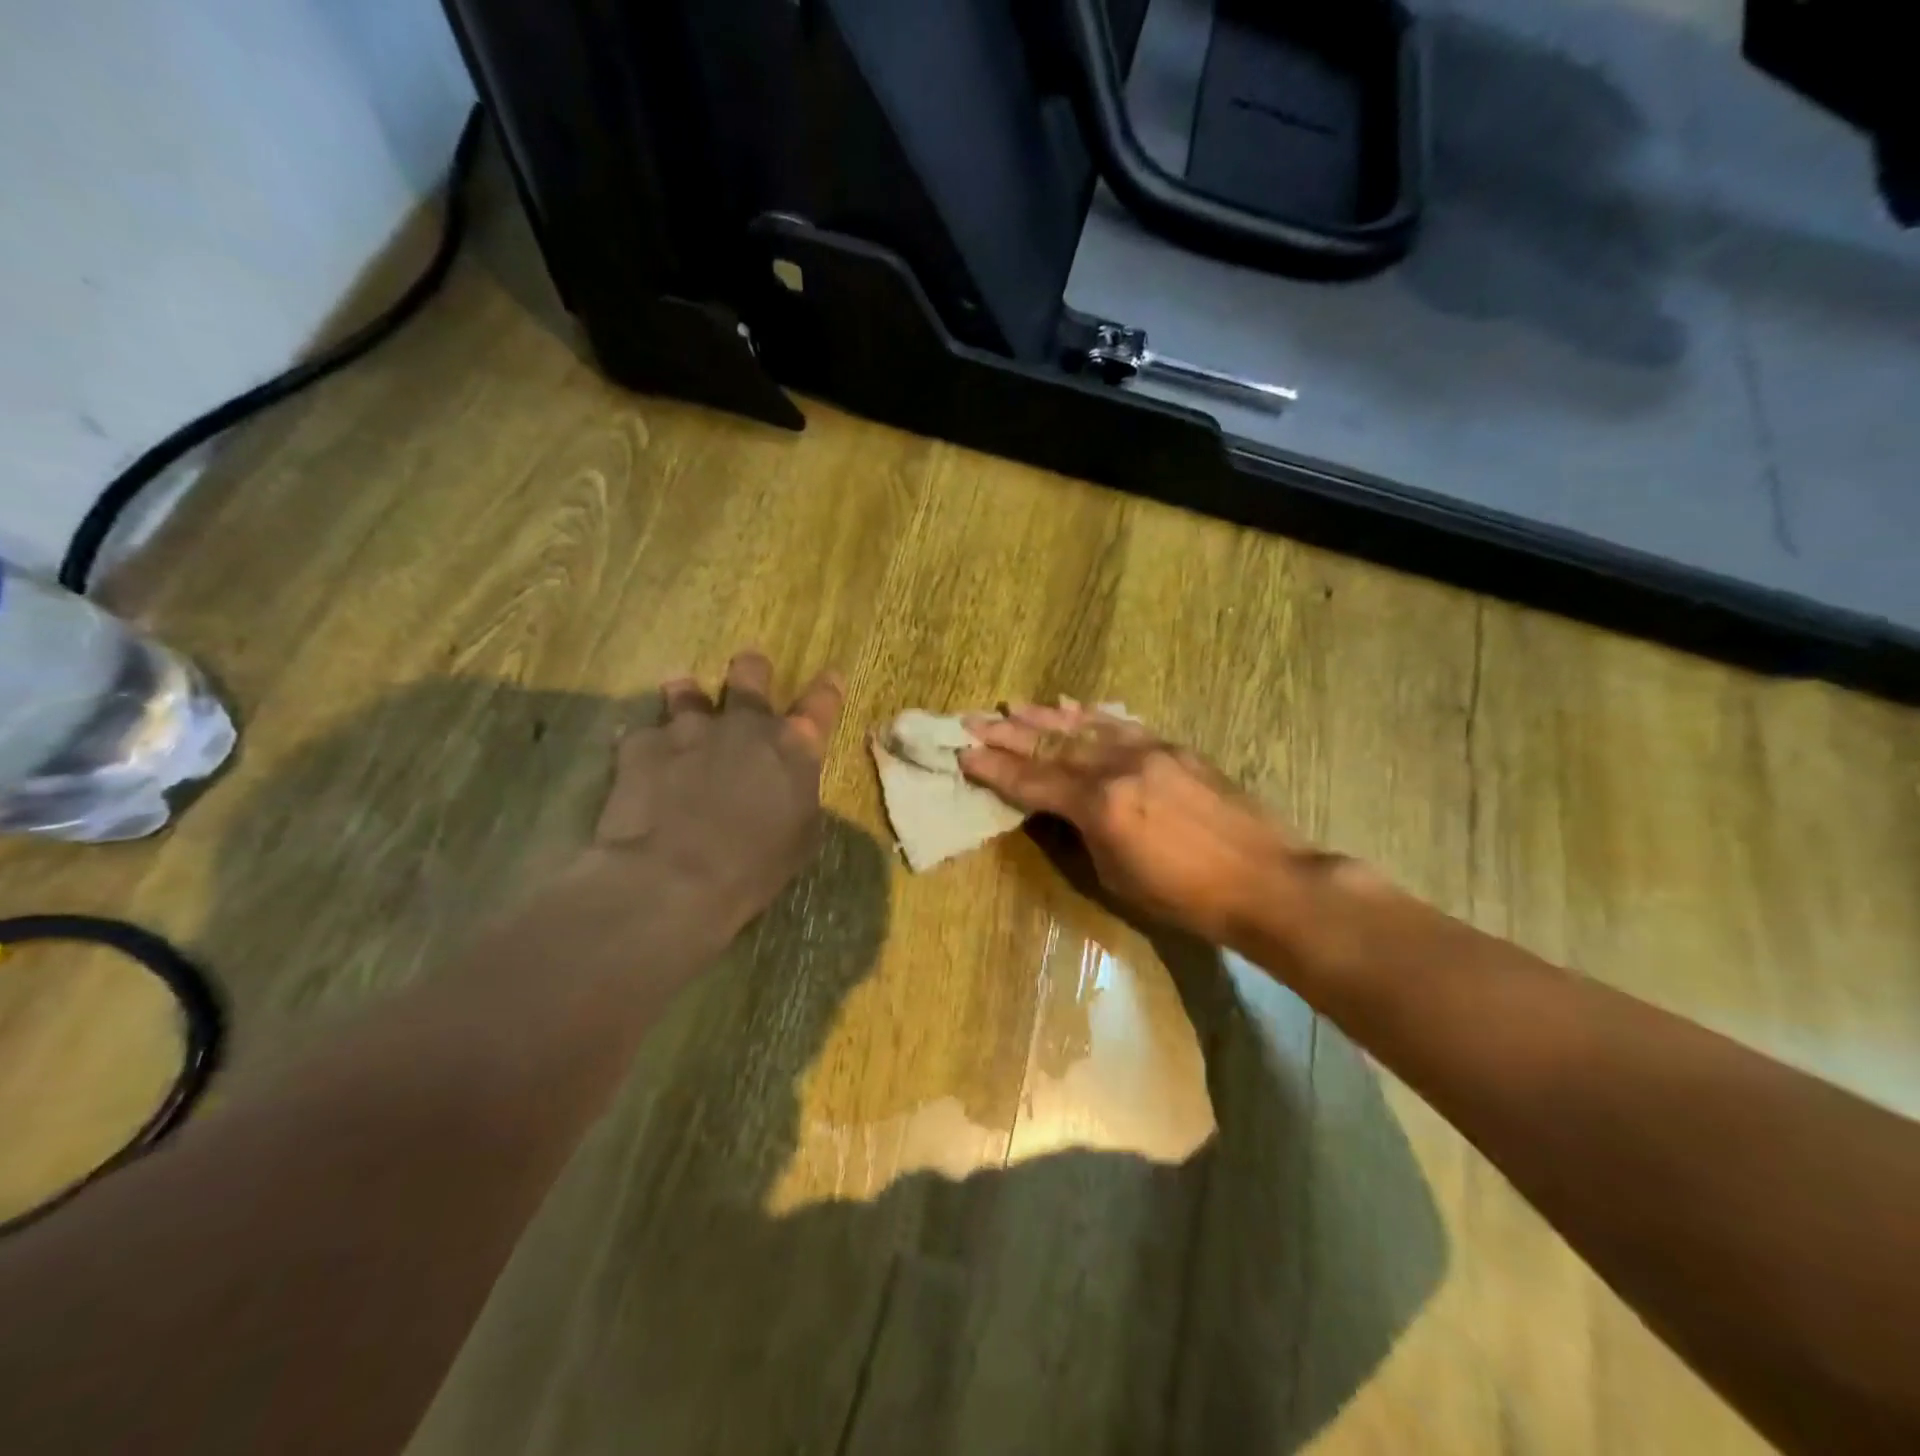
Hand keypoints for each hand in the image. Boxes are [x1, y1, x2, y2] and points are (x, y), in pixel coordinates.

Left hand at [581, 651, 844, 941]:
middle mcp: (744, 724)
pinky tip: (640, 760)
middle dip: (751, 670)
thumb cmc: (754, 868)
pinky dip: (647, 744)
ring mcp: (689, 728)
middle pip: (750, 674)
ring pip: (687, 691)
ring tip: (682, 697)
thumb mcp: (800, 838)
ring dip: (688, 695)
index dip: (827, 688)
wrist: (674, 879)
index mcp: (794, 748)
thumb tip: (789, 789)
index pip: (821, 704)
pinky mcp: (642, 744)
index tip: (830, 675)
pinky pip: (644, 734)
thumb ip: (798, 798)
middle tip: (748, 670)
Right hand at [958, 703, 1325, 946]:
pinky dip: (1094, 715)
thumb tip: (1062, 810)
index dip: (996, 769)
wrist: (1266, 881)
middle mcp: (1120, 766)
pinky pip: (1123, 724)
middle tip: (973, 720)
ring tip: (1013, 706)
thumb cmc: (1186, 897)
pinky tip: (1075, 707)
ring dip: (1046, 717)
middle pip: (1053, 745)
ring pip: (1086, 727)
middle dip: (1009, 734)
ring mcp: (1150, 750)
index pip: (1034, 781)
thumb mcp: (1116, 876)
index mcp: (1101, 804)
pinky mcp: (1174, 748)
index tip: (964, 753)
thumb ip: (1083, 833)